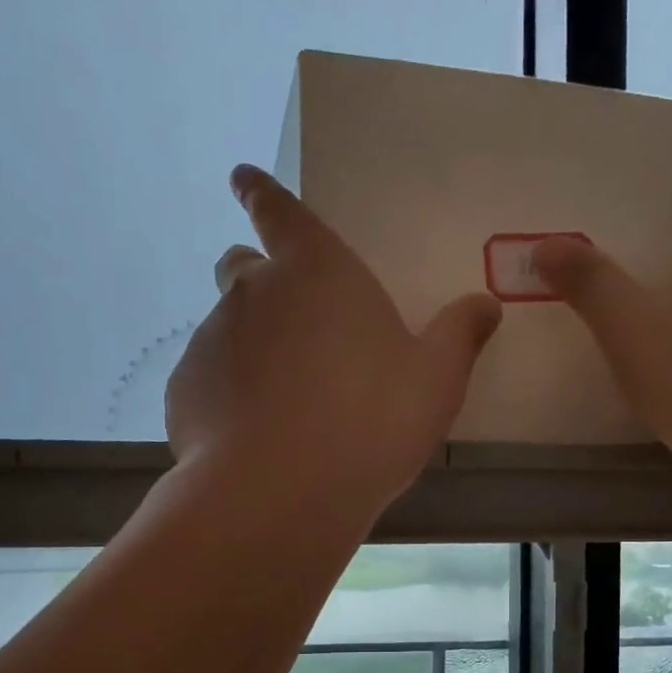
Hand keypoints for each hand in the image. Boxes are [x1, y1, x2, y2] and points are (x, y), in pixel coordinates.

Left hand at [166, 165, 501, 521]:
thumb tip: (486, 304)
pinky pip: (208, 380)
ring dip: (250, 348)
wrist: (283, 492)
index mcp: (316, 271)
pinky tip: (254, 437)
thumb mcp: (435, 380)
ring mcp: (211, 340)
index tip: (242, 180)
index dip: (261, 193)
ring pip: (227, 328)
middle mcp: (253, 292)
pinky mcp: (185, 391)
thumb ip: (459, 335)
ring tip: (282, 402)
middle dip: (261, 282)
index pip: (277, 209)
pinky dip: (228, 395)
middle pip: (243, 267)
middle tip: (294, 326)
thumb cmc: (371, 421)